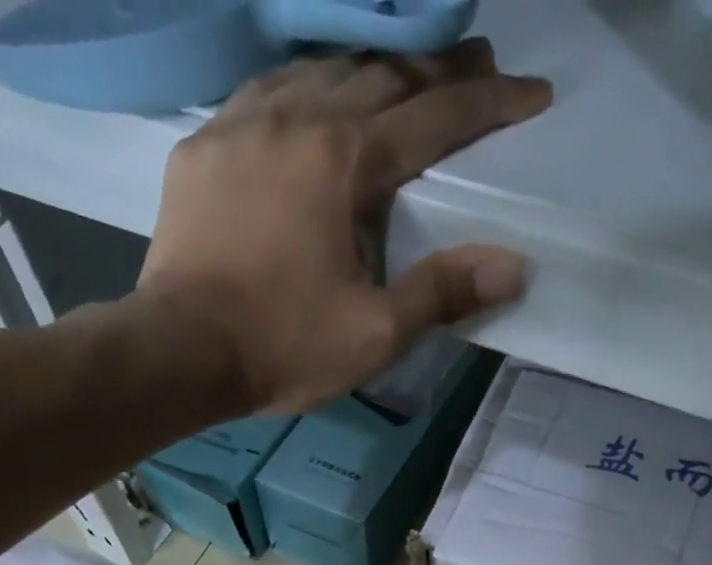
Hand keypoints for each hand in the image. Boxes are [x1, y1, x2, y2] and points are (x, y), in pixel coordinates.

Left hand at [137, 41, 551, 414]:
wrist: (180, 352)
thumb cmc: (281, 347)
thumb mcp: (373, 333)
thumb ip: (440, 293)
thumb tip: (513, 265)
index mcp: (344, 160)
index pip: (434, 118)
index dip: (489, 105)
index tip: (532, 93)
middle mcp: (295, 117)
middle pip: (380, 76)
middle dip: (435, 72)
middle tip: (477, 66)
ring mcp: (241, 124)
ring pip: (318, 70)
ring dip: (369, 70)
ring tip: (399, 77)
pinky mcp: (201, 147)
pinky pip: (262, 94)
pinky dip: (302, 89)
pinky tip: (309, 99)